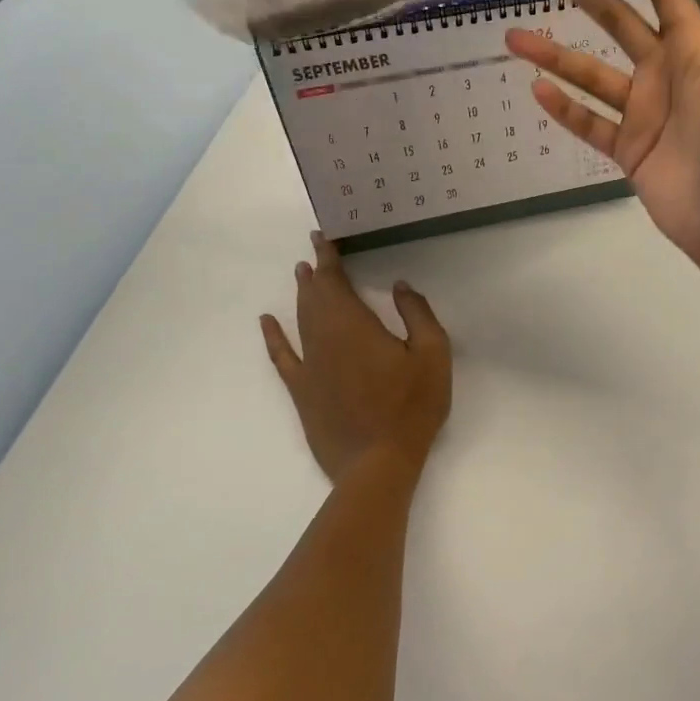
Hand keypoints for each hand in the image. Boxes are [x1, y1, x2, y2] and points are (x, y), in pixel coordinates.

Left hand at [259, 233, 451, 483]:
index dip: (328, 257)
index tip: (323, 237)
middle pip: (314, 296)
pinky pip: (282, 356)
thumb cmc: (411, 407)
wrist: (377, 464)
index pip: (335, 280)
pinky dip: (273, 336)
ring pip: (300, 319)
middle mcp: (324, 337)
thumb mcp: (432, 354)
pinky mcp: (302, 391)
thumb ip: (417, 313)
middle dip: (314, 271)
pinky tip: (267, 322)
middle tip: (314, 251)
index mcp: (354, 324)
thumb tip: (400, 286)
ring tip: (301, 274)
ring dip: (301, 294)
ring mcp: (309, 365)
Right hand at [504, 0, 699, 283]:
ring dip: (555, 54)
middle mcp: (665, 73)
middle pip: (616, 22)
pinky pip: (590, 122)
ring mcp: (643, 113)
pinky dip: (565, 108)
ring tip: (513, 37)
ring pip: (591, 73)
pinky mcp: (628, 149)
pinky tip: (537, 91)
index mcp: (695, 49)